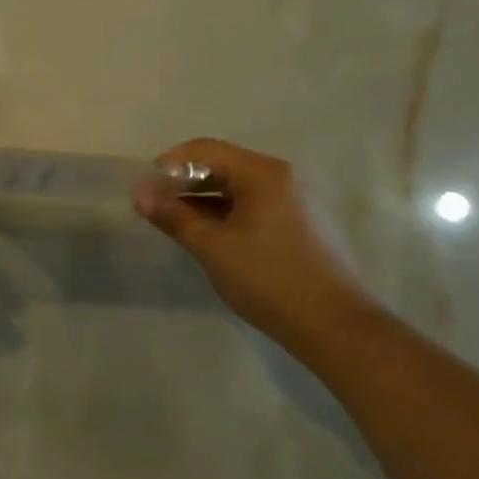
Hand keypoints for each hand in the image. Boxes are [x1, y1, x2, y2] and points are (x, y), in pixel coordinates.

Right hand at [134, 139, 376, 358]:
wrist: (338, 329)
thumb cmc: (270, 280)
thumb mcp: (213, 248)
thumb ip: (174, 216)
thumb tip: (140, 192)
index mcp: (262, 173)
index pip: (204, 150)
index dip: (169, 164)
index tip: (146, 189)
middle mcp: (281, 176)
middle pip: (222, 165)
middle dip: (186, 182)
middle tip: (158, 208)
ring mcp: (295, 200)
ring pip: (238, 187)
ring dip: (205, 199)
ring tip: (180, 224)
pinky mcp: (302, 223)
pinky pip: (255, 204)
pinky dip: (228, 213)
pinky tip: (213, 237)